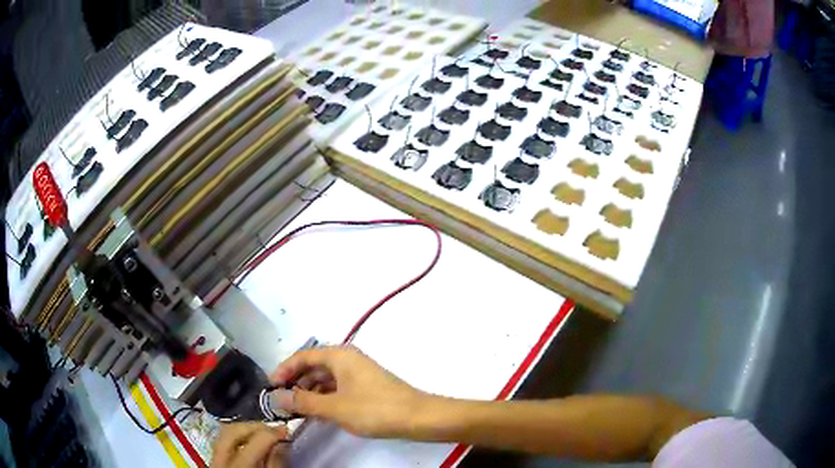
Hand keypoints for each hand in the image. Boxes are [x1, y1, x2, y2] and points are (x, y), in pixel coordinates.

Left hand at [211, 422, 287, 467]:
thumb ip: (275, 464)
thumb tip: (282, 444)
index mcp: (237, 467)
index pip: (253, 442)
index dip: (271, 433)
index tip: (286, 430)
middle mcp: (219, 460)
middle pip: (231, 431)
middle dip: (253, 425)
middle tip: (272, 428)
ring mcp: (213, 460)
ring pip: (224, 434)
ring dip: (245, 430)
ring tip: (263, 434)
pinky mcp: (214, 461)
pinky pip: (223, 443)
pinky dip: (238, 439)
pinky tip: (250, 443)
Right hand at [270, 346, 427, 437]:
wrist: (417, 417)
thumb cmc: (373, 409)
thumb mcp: (334, 407)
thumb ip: (303, 402)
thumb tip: (276, 398)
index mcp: (339, 355)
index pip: (302, 356)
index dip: (283, 370)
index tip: (270, 387)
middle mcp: (347, 359)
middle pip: (313, 366)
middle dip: (295, 383)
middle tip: (282, 402)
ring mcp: (357, 373)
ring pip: (325, 379)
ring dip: (309, 392)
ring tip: (297, 410)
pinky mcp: (365, 387)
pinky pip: (337, 388)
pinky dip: (324, 398)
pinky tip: (317, 413)